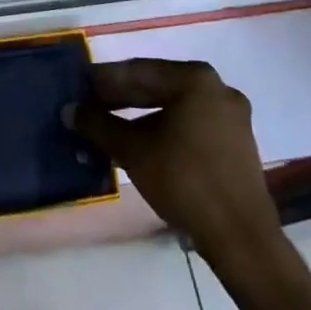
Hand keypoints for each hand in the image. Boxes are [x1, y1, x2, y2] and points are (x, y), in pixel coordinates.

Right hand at [71, 59, 280, 260]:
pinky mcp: (236, 143)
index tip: (79, 87)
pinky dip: (163, 131)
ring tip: (109, 129)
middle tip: (90, 108)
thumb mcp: (132, 150)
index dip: (104, 80)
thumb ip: (98, 125)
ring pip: (174, 108)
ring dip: (140, 117)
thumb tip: (69, 110)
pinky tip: (140, 145)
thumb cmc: (184, 181)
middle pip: (158, 86)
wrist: (241, 239)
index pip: (138, 70)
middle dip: (121, 98)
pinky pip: (190, 125)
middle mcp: (217, 88)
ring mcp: (231, 116)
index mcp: (195, 79)